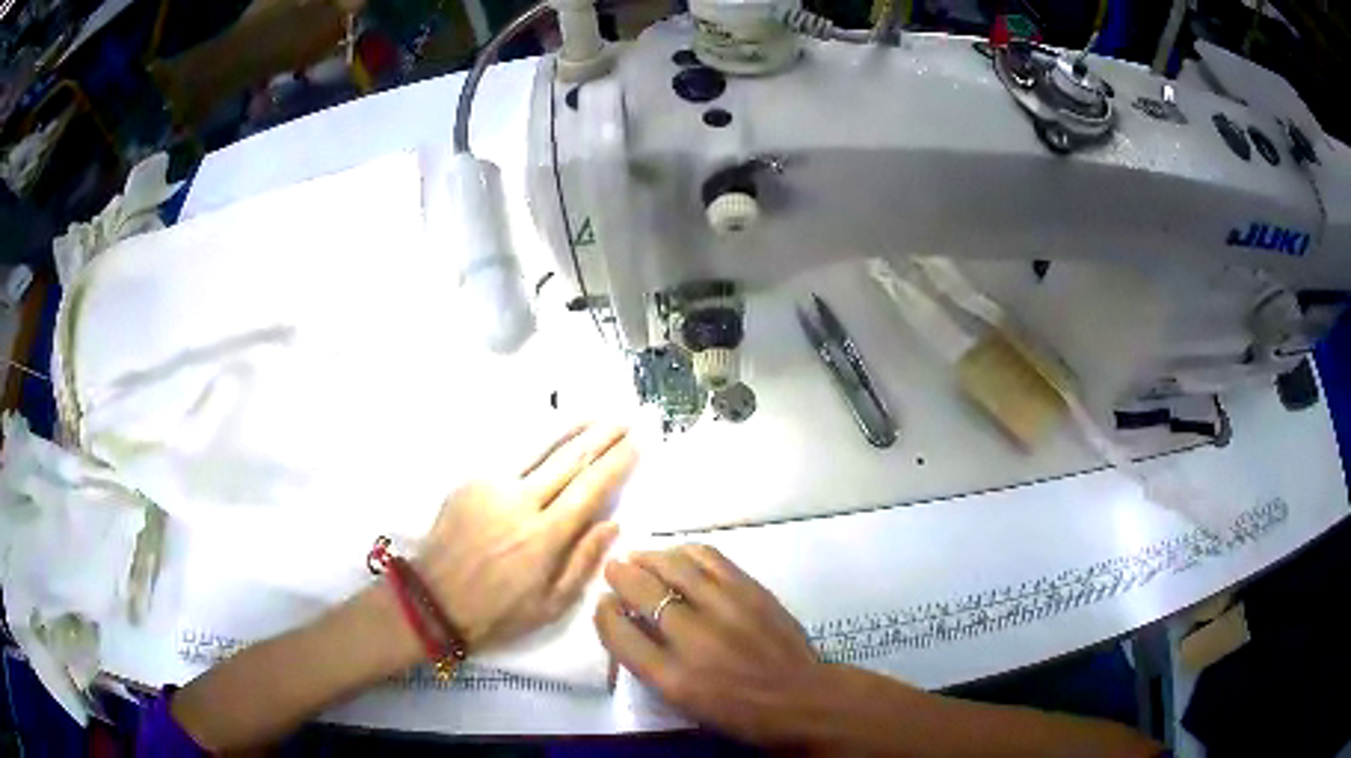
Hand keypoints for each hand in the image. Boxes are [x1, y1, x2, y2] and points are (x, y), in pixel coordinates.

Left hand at [417, 423, 635, 650]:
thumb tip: (612, 523)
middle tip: (624, 421)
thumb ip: (583, 561)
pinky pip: (510, 458)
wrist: (434, 602)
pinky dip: (535, 445)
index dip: (616, 464)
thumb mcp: (551, 605)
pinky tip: (549, 438)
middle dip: (601, 438)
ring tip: (595, 416)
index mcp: (544, 537)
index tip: (636, 444)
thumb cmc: (498, 613)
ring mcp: (491, 487)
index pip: (590, 489)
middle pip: (568, 460)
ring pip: (538, 448)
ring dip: (570, 429)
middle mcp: (521, 503)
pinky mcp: (470, 482)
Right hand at [595, 545, 827, 746]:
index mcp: (672, 678)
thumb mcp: (684, 703)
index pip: (619, 634)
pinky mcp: (751, 591)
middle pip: (642, 592)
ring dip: (650, 557)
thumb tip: (631, 624)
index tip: (604, 604)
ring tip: (641, 557)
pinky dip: (687, 552)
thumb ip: (652, 665)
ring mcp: (725, 609)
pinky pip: (710, 558)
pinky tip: (679, 555)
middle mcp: (693, 639)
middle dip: (620, 575)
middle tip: (614, 568)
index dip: (604, 614)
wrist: (801, 698)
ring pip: (674, 566)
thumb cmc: (739, 712)